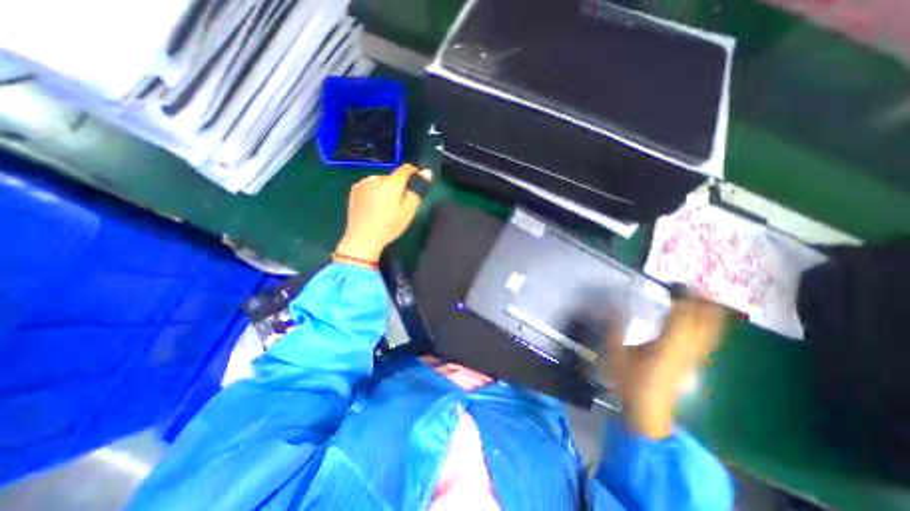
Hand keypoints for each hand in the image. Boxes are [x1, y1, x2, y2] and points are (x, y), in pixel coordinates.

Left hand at [334, 163, 432, 260]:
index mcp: (392, 182)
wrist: (362, 238)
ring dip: (386, 189)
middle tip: (400, 204)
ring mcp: (363, 183)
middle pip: (393, 177)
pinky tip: (374, 207)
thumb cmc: (389, 226)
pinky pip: (370, 186)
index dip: (415, 174)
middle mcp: (377, 177)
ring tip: (386, 207)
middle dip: (399, 186)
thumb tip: (427, 171)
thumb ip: (418, 190)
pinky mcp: (355, 190)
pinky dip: (375, 192)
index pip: (407, 168)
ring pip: (381, 181)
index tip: (417, 187)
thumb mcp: (409, 211)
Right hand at [603, 296, 725, 438]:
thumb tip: (613, 306)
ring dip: (709, 313)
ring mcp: (693, 357)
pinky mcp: (693, 361)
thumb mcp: (616, 354)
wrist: (649, 410)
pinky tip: (700, 319)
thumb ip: (615, 329)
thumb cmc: (631, 381)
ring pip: (711, 331)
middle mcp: (687, 349)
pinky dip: (708, 325)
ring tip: (702, 297)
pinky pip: (707, 338)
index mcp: (668, 345)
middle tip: (694, 286)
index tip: (677, 285)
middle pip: (705, 323)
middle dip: (704, 303)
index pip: (682, 317)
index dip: (683, 299)